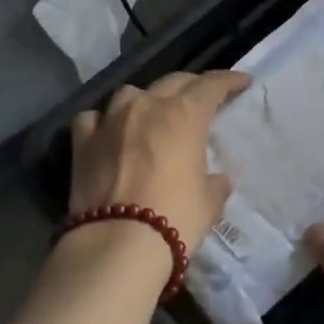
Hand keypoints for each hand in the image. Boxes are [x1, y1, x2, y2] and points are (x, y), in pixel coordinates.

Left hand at [69, 71, 251, 252]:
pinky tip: (107, 132)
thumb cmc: (175, 218)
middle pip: (172, 82)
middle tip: (201, 98)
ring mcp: (110, 120)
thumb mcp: (208, 203)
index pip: (211, 86)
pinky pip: (93, 118)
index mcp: (183, 115)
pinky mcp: (82, 141)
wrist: (118, 242)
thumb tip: (216, 180)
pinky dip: (103, 121)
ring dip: (145, 100)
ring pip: (130, 93)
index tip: (242, 81)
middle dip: (191, 86)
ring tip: (151, 114)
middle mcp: (145, 106)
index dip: (228, 80)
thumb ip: (214, 184)